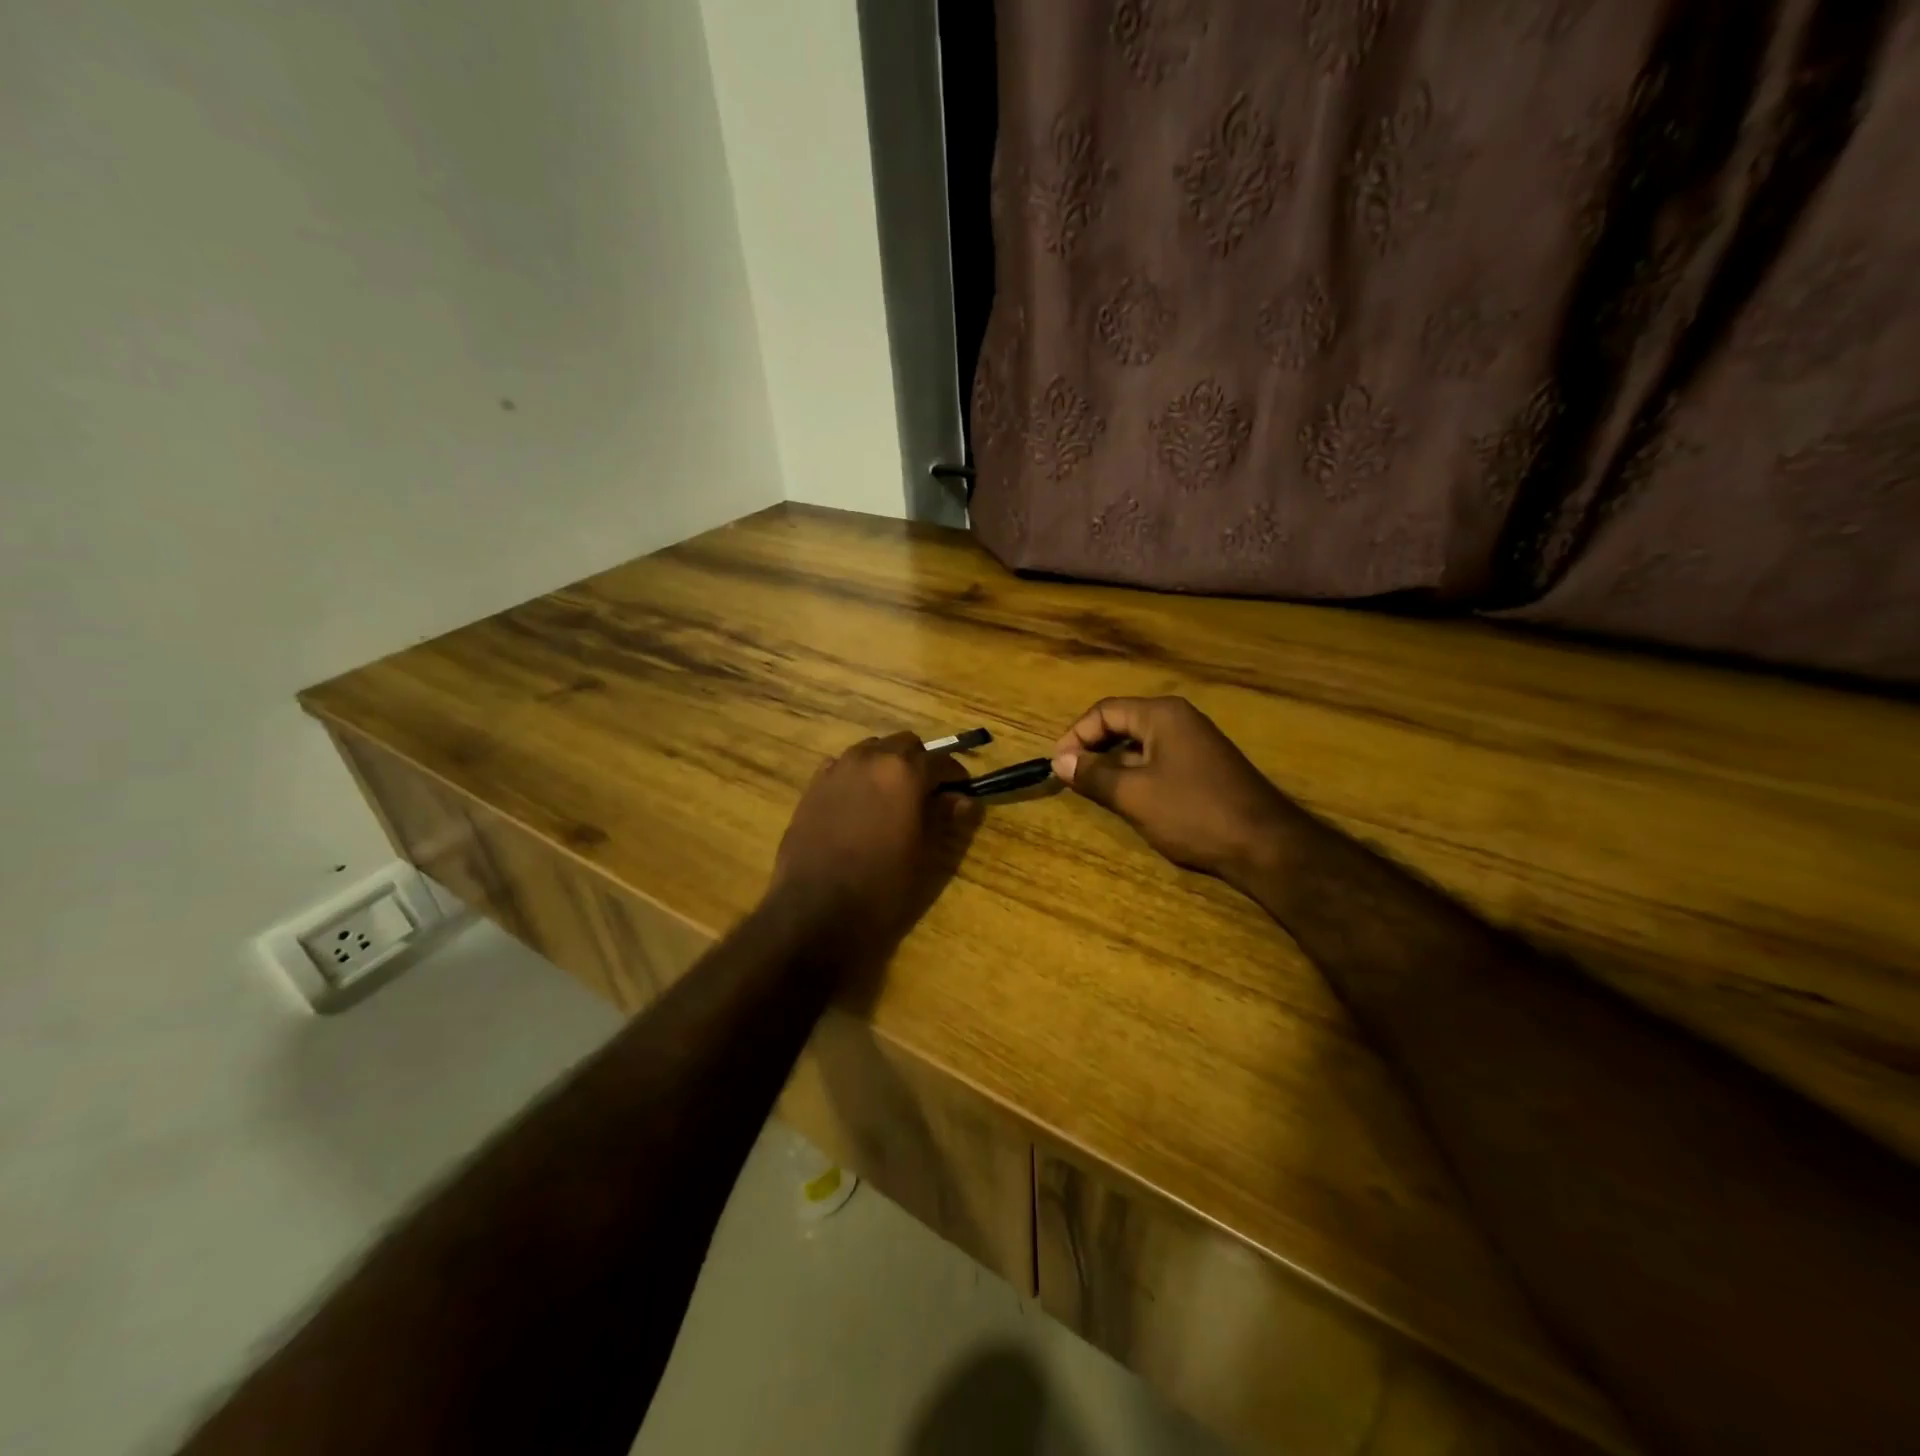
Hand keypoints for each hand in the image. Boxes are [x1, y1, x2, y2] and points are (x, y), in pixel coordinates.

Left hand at [770, 732, 975, 937]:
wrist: (815, 910)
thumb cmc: (881, 886)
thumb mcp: (925, 855)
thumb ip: (945, 818)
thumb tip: (964, 799)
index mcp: (904, 772)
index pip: (941, 761)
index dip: (956, 777)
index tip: (963, 794)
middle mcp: (870, 758)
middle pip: (905, 745)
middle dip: (921, 763)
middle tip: (929, 794)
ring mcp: (837, 769)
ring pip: (872, 750)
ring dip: (888, 765)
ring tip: (893, 798)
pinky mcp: (813, 786)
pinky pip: (843, 767)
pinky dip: (859, 776)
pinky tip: (860, 804)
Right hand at [1052, 697, 1299, 884]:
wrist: (1265, 845)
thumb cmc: (1193, 813)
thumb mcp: (1134, 795)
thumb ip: (1093, 775)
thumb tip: (1059, 760)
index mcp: (1162, 715)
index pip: (1105, 711)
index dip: (1075, 735)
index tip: (1058, 766)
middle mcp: (1180, 719)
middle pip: (1122, 723)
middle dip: (1093, 748)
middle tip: (1072, 778)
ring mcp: (1196, 743)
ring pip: (1140, 745)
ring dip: (1113, 764)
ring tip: (1095, 791)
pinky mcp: (1205, 767)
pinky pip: (1159, 760)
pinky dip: (1137, 774)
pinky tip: (1131, 800)